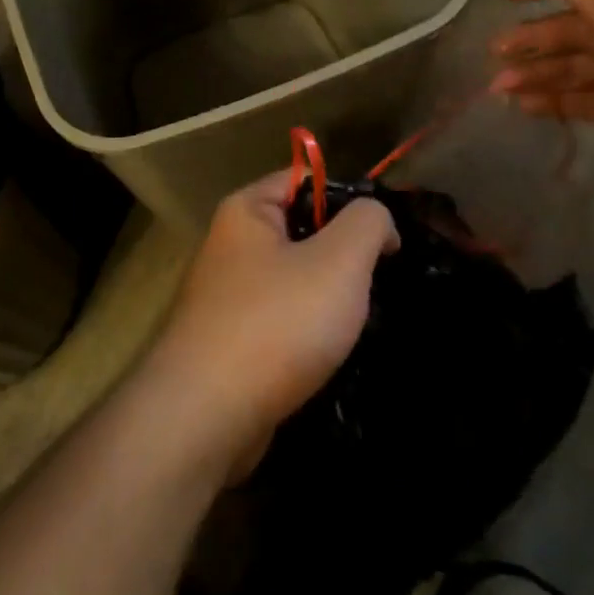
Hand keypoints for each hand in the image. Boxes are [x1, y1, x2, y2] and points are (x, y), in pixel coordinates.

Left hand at [141, 171, 398, 478]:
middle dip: (343, 254)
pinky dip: (307, 332)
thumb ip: (368, 222)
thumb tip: (377, 222)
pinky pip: (281, 319)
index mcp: (246, 210)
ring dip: (329, 298)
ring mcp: (227, 295)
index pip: (305, 179)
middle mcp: (230, 245)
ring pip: (295, 279)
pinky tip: (330, 354)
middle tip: (377, 282)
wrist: (207, 415)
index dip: (350, 200)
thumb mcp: (340, 259)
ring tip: (359, 321)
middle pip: (302, 230)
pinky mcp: (231, 340)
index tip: (386, 238)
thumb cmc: (277, 322)